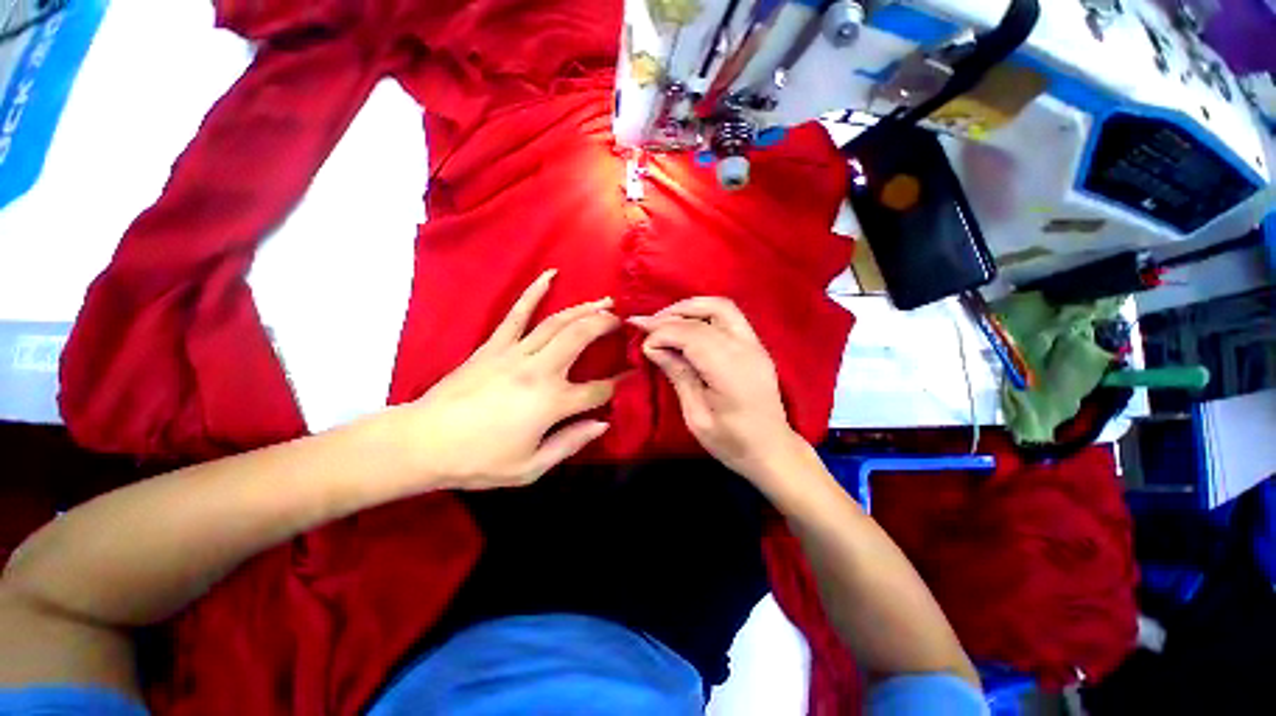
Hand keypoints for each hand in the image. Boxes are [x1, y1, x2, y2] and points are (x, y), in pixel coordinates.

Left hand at [396, 270, 619, 490]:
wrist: (422, 442)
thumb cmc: (479, 460)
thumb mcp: (531, 467)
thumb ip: (571, 443)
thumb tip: (603, 423)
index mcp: (553, 403)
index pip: (597, 390)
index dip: (618, 385)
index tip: (631, 376)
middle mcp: (540, 371)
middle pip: (582, 338)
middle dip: (606, 326)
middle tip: (623, 321)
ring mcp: (516, 353)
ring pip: (558, 322)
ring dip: (585, 309)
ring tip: (605, 301)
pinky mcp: (494, 345)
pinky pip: (518, 313)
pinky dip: (534, 291)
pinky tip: (550, 275)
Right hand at [631, 297, 806, 488]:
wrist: (772, 450)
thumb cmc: (731, 442)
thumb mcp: (696, 416)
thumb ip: (678, 375)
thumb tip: (653, 346)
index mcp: (731, 371)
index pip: (693, 335)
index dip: (663, 332)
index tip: (643, 343)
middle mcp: (746, 349)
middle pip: (708, 312)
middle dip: (673, 314)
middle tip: (647, 324)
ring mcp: (755, 344)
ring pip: (721, 306)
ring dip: (689, 308)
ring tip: (664, 320)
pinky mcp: (756, 345)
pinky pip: (728, 316)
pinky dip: (703, 313)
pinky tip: (686, 325)